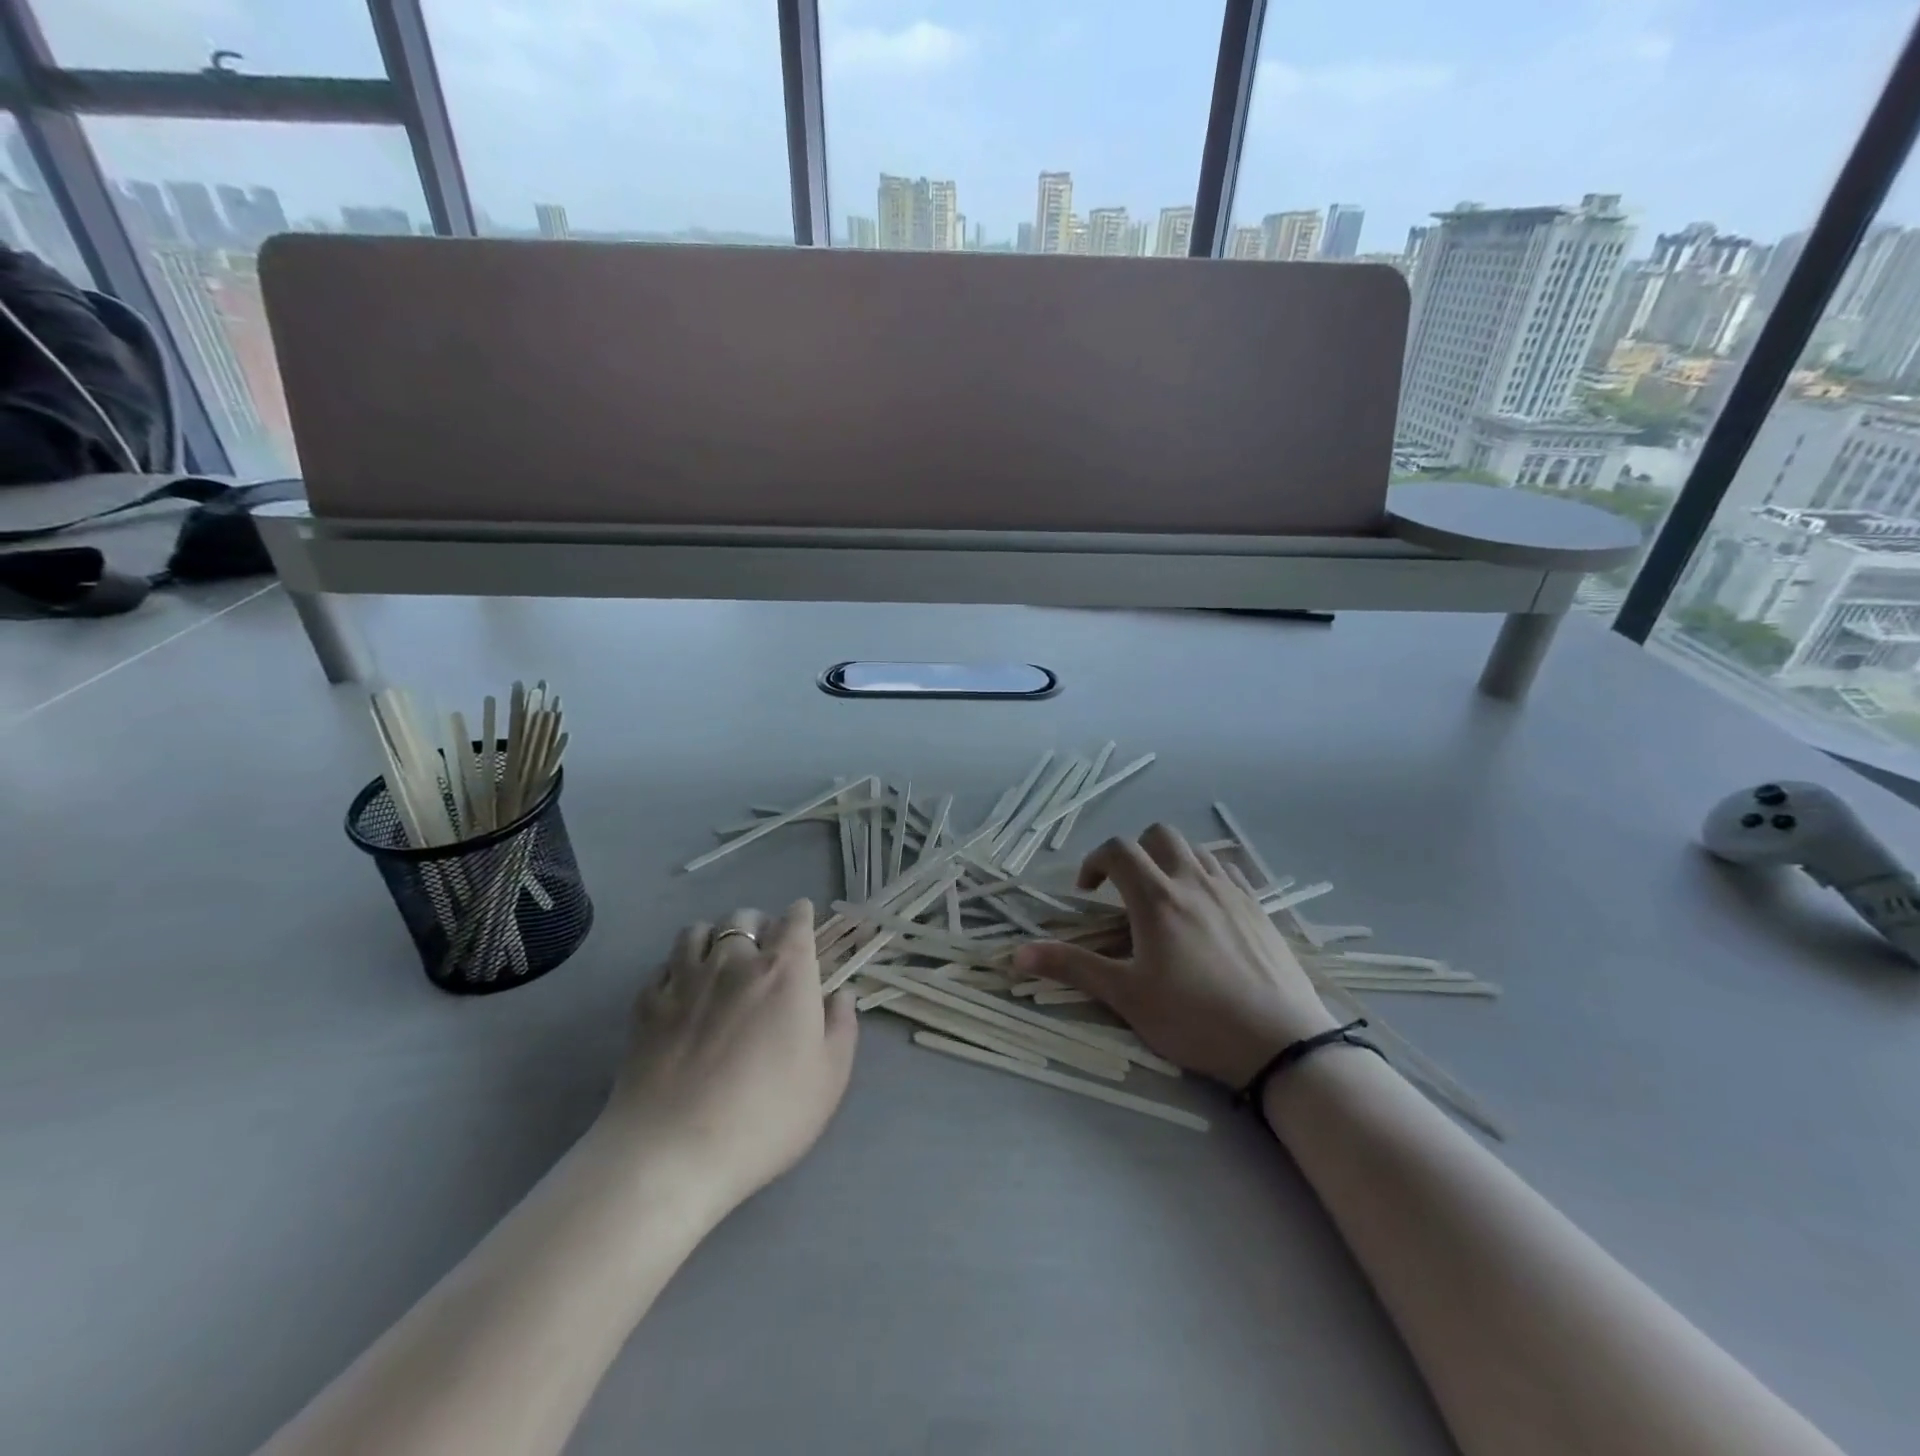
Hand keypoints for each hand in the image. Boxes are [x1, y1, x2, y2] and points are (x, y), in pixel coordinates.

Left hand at [604, 900, 857, 1215]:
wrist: (673, 1152)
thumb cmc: (767, 1116)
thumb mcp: (829, 1078)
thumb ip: (840, 1027)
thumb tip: (840, 995)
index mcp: (785, 970)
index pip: (796, 920)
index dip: (802, 918)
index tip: (803, 927)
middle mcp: (735, 960)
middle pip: (745, 918)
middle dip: (759, 926)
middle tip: (764, 953)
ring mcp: (685, 979)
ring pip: (698, 931)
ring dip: (714, 938)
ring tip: (719, 962)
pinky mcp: (647, 1004)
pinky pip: (663, 966)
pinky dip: (677, 969)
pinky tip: (681, 991)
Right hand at [1014, 825, 1337, 1088]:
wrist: (1280, 1043)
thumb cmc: (1194, 1019)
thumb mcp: (1126, 996)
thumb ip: (1072, 968)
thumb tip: (1016, 954)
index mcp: (1156, 897)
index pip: (1118, 850)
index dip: (1094, 861)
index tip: (1087, 891)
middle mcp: (1193, 881)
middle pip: (1159, 835)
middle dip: (1135, 851)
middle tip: (1125, 889)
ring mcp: (1231, 891)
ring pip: (1196, 848)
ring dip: (1171, 859)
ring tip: (1164, 896)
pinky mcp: (1259, 907)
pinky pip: (1226, 870)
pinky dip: (1205, 873)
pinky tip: (1205, 908)